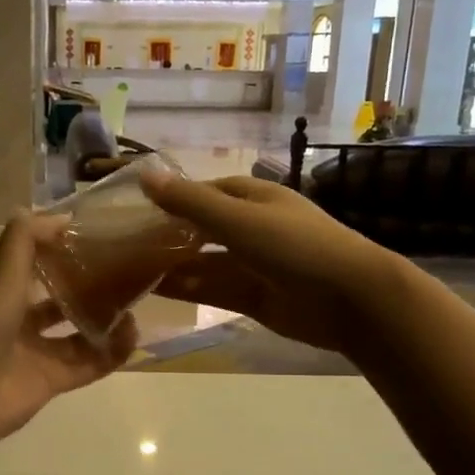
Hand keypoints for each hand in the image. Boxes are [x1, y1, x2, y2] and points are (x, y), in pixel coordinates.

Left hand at [0, 212, 136, 447]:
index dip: (63, 249)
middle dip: (91, 287)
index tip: (98, 236)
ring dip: (106, 321)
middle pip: (62, 299)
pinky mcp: (52, 382)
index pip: (38, 264)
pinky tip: (133, 336)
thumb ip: (23, 242)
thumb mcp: (0, 278)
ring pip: (80, 333)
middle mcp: (21, 321)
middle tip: (126, 273)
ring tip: (136, 306)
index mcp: (3, 293)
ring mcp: (38, 353)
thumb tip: (57, 214)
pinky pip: (88, 364)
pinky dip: (110, 353)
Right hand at [139, 172, 391, 356]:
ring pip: (204, 262)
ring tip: (129, 271)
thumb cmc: (295, 246)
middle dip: (168, 236)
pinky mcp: (253, 297)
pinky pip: (213, 289)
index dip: (171, 199)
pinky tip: (154, 291)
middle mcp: (251, 228)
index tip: (134, 209)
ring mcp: (253, 264)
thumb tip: (144, 174)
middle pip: (201, 230)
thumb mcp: (238, 219)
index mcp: (253, 198)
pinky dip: (187, 289)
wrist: (351, 300)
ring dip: (172, 265)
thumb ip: (190, 202)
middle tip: (124, 245)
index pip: (204, 193)